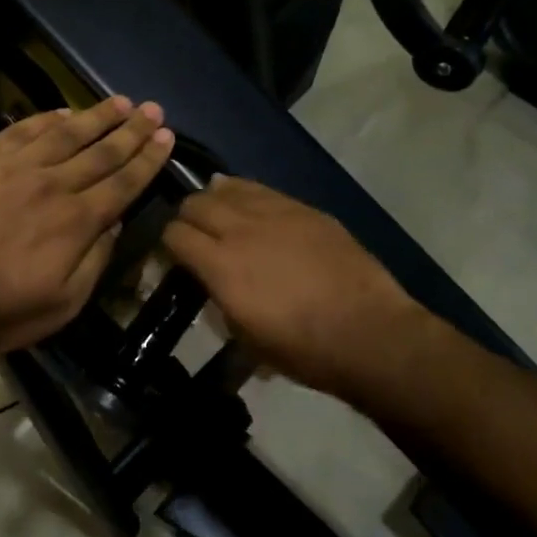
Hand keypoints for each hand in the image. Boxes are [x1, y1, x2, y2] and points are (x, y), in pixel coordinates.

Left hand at [0, 96, 174, 355]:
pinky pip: (22, 130)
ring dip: (96, 115)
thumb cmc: (3, 309)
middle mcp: (54, 184)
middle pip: (102, 150)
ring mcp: (17, 168)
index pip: (124, 181)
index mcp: (77, 221)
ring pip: (66, 133)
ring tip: (120, 101)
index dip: (148, 159)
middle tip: (154, 110)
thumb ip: (96, 260)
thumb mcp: (65, 303)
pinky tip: (63, 111)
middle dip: (133, 130)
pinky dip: (46, 118)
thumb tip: (115, 222)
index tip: (167, 137)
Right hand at [162, 177, 426, 401]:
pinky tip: (251, 207)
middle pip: (194, 203)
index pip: (174, 235)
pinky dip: (246, 195)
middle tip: (195, 237)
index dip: (167, 246)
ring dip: (215, 201)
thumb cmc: (302, 349)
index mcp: (220, 266)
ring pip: (227, 187)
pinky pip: (262, 190)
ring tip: (221, 217)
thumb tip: (212, 284)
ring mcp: (275, 212)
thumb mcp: (244, 336)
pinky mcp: (304, 208)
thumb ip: (219, 300)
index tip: (174, 258)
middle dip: (187, 219)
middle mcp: (240, 230)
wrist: (368, 333)